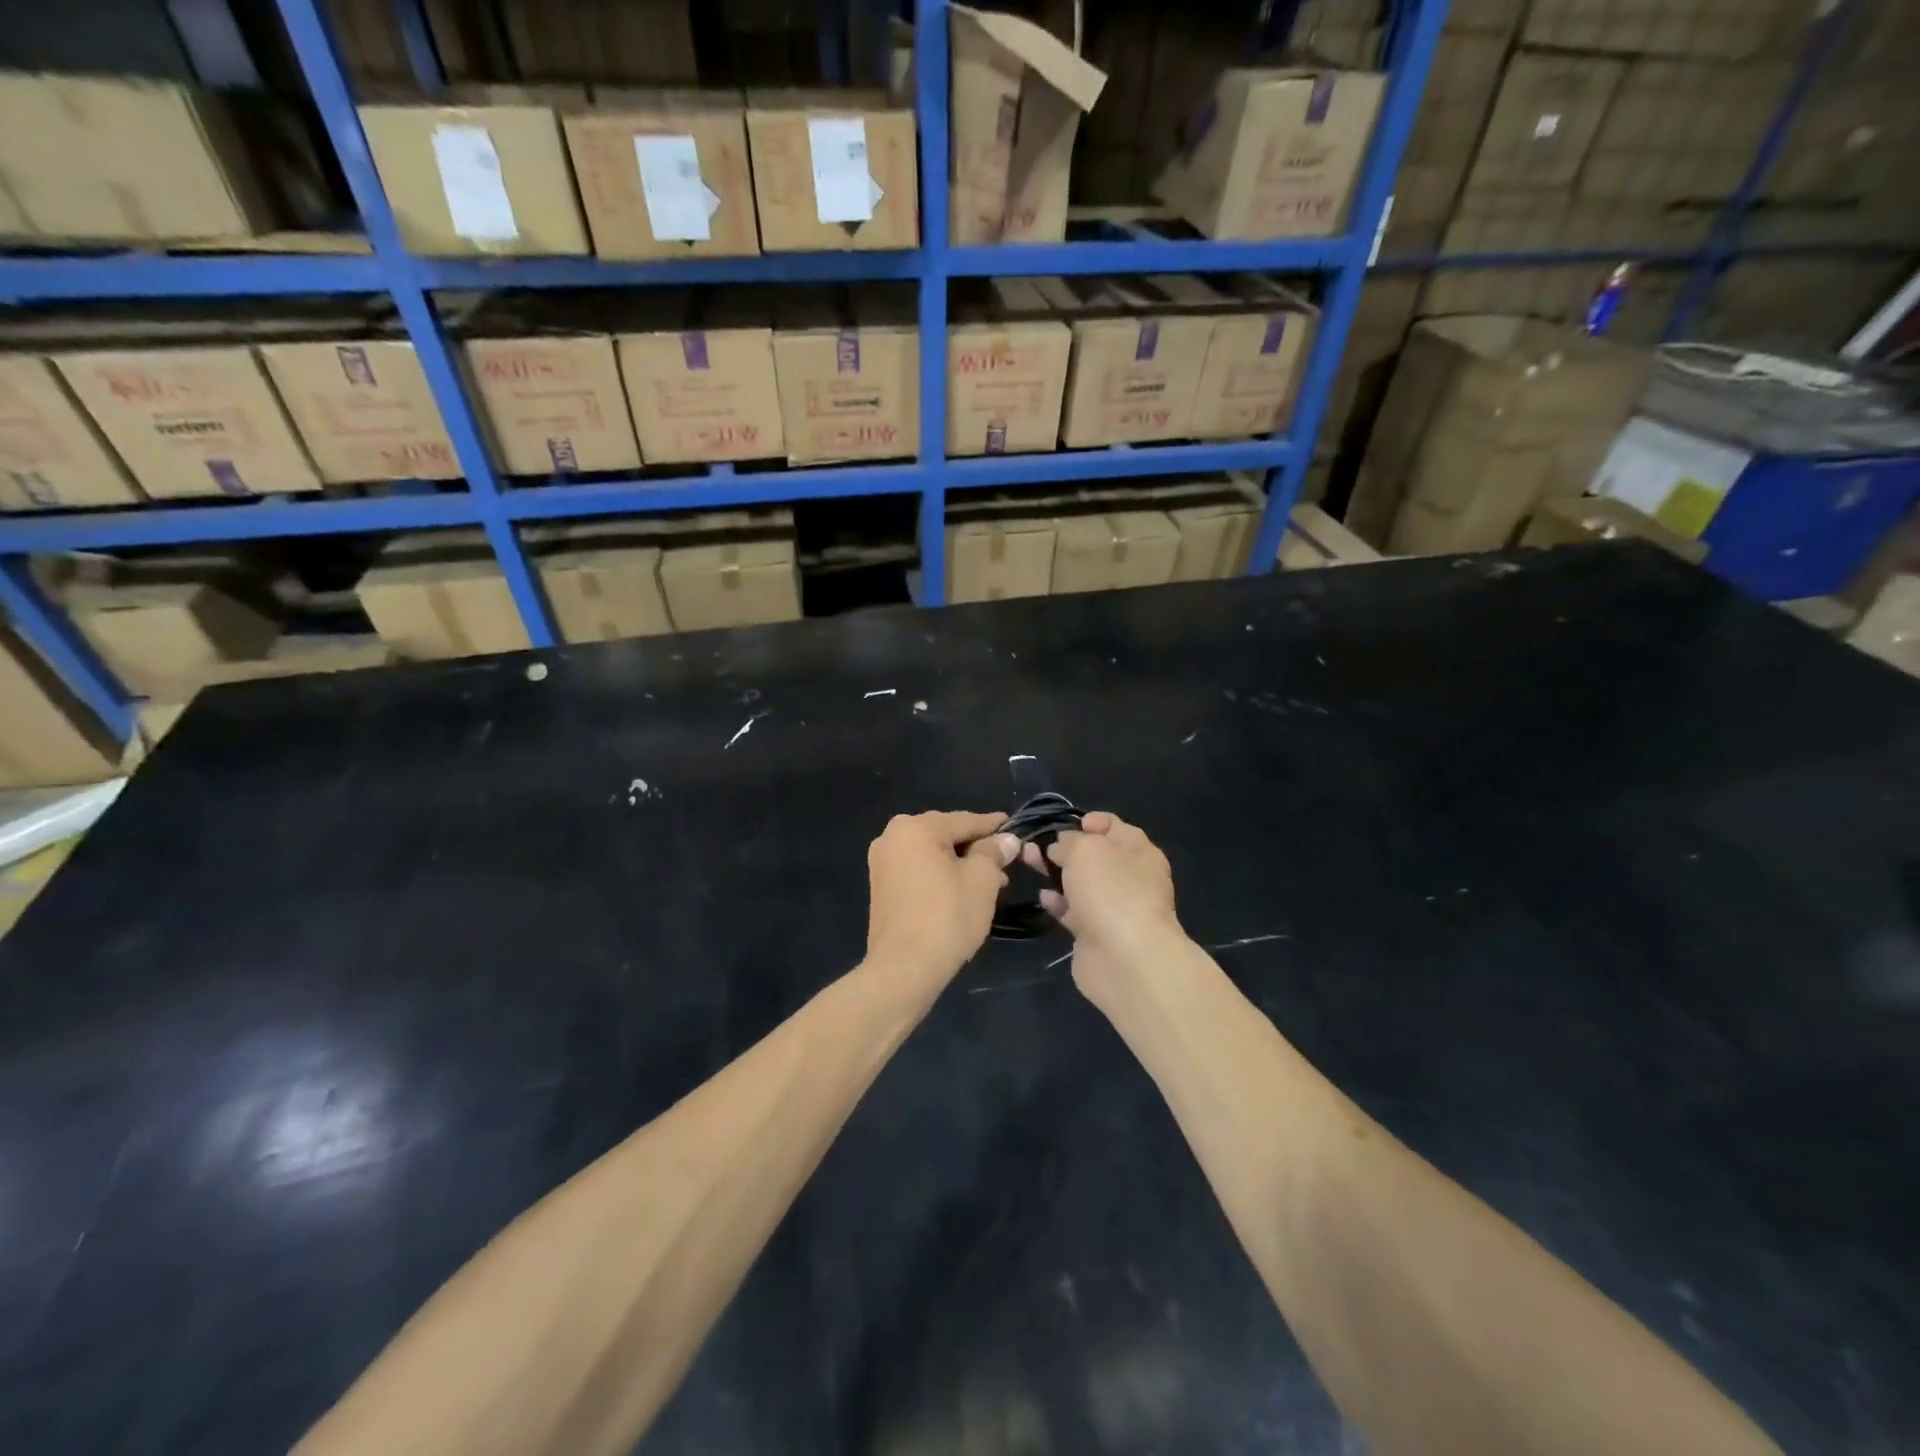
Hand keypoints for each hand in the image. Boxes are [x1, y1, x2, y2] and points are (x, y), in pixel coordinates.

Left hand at [865, 811, 1017, 987]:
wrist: (904, 968)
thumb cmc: (947, 917)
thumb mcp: (981, 880)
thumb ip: (994, 852)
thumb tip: (1007, 840)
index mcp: (915, 828)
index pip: (965, 820)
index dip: (994, 826)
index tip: (1016, 828)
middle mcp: (892, 837)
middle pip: (946, 835)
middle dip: (977, 848)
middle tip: (1006, 862)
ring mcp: (882, 863)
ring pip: (932, 854)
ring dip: (961, 863)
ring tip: (991, 881)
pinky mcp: (881, 887)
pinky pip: (919, 870)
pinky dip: (941, 875)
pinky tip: (963, 890)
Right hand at [1024, 812, 1181, 1004]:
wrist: (1125, 959)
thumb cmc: (1111, 890)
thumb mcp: (1086, 849)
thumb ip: (1069, 841)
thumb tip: (1061, 847)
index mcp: (1139, 852)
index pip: (1115, 827)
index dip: (1091, 821)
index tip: (1067, 823)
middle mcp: (1130, 878)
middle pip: (1094, 856)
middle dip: (1064, 848)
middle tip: (1035, 843)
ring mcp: (1114, 909)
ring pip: (1081, 884)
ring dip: (1056, 874)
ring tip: (1028, 861)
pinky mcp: (1096, 935)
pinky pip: (1074, 912)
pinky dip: (1059, 904)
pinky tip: (1044, 898)